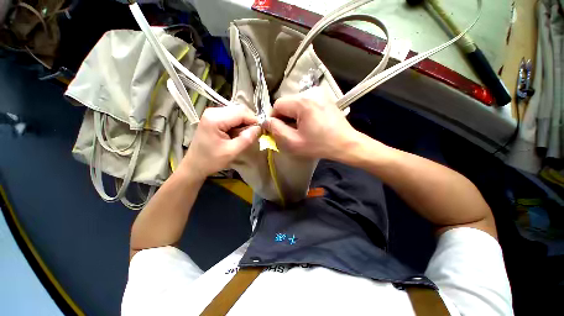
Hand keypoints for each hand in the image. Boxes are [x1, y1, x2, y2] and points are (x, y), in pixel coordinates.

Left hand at [182, 106, 260, 179]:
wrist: (195, 164)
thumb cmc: (211, 160)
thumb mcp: (232, 152)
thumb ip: (247, 139)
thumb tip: (259, 128)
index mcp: (215, 119)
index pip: (242, 112)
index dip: (254, 120)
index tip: (260, 131)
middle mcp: (213, 111)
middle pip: (239, 109)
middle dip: (249, 121)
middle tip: (253, 134)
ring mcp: (213, 113)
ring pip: (237, 112)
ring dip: (244, 123)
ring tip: (244, 135)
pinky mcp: (214, 117)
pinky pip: (232, 116)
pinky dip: (238, 123)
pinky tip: (237, 133)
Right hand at [265, 87, 358, 160]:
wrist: (345, 143)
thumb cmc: (320, 145)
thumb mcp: (293, 142)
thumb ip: (276, 129)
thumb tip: (266, 121)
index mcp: (303, 102)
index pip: (277, 104)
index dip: (274, 118)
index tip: (279, 130)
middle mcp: (311, 92)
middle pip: (287, 102)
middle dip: (285, 117)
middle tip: (291, 131)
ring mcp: (319, 92)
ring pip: (295, 102)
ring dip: (293, 115)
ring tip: (301, 128)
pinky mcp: (323, 96)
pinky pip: (305, 102)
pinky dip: (302, 112)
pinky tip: (309, 122)